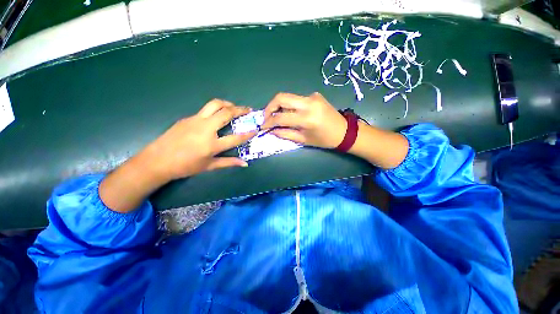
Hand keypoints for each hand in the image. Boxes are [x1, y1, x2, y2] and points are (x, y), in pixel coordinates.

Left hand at [99, 99, 255, 212]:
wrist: (157, 160)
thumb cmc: (185, 166)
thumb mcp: (209, 166)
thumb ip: (229, 162)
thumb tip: (244, 163)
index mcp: (212, 144)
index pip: (236, 137)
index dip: (248, 133)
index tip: (256, 129)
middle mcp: (205, 129)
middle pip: (226, 112)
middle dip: (240, 109)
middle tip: (248, 110)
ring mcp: (195, 120)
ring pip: (214, 104)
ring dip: (227, 104)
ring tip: (234, 107)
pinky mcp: (188, 117)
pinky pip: (205, 110)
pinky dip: (215, 110)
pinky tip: (216, 117)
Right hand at [260, 92, 346, 148]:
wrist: (344, 131)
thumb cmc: (324, 139)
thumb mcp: (303, 140)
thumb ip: (285, 134)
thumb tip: (271, 130)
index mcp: (307, 118)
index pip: (280, 117)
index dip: (268, 121)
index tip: (263, 126)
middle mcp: (309, 103)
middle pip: (281, 97)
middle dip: (270, 107)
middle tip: (267, 117)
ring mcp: (312, 96)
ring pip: (288, 97)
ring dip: (279, 106)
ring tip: (278, 117)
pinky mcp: (315, 95)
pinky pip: (297, 99)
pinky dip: (291, 106)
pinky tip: (293, 114)